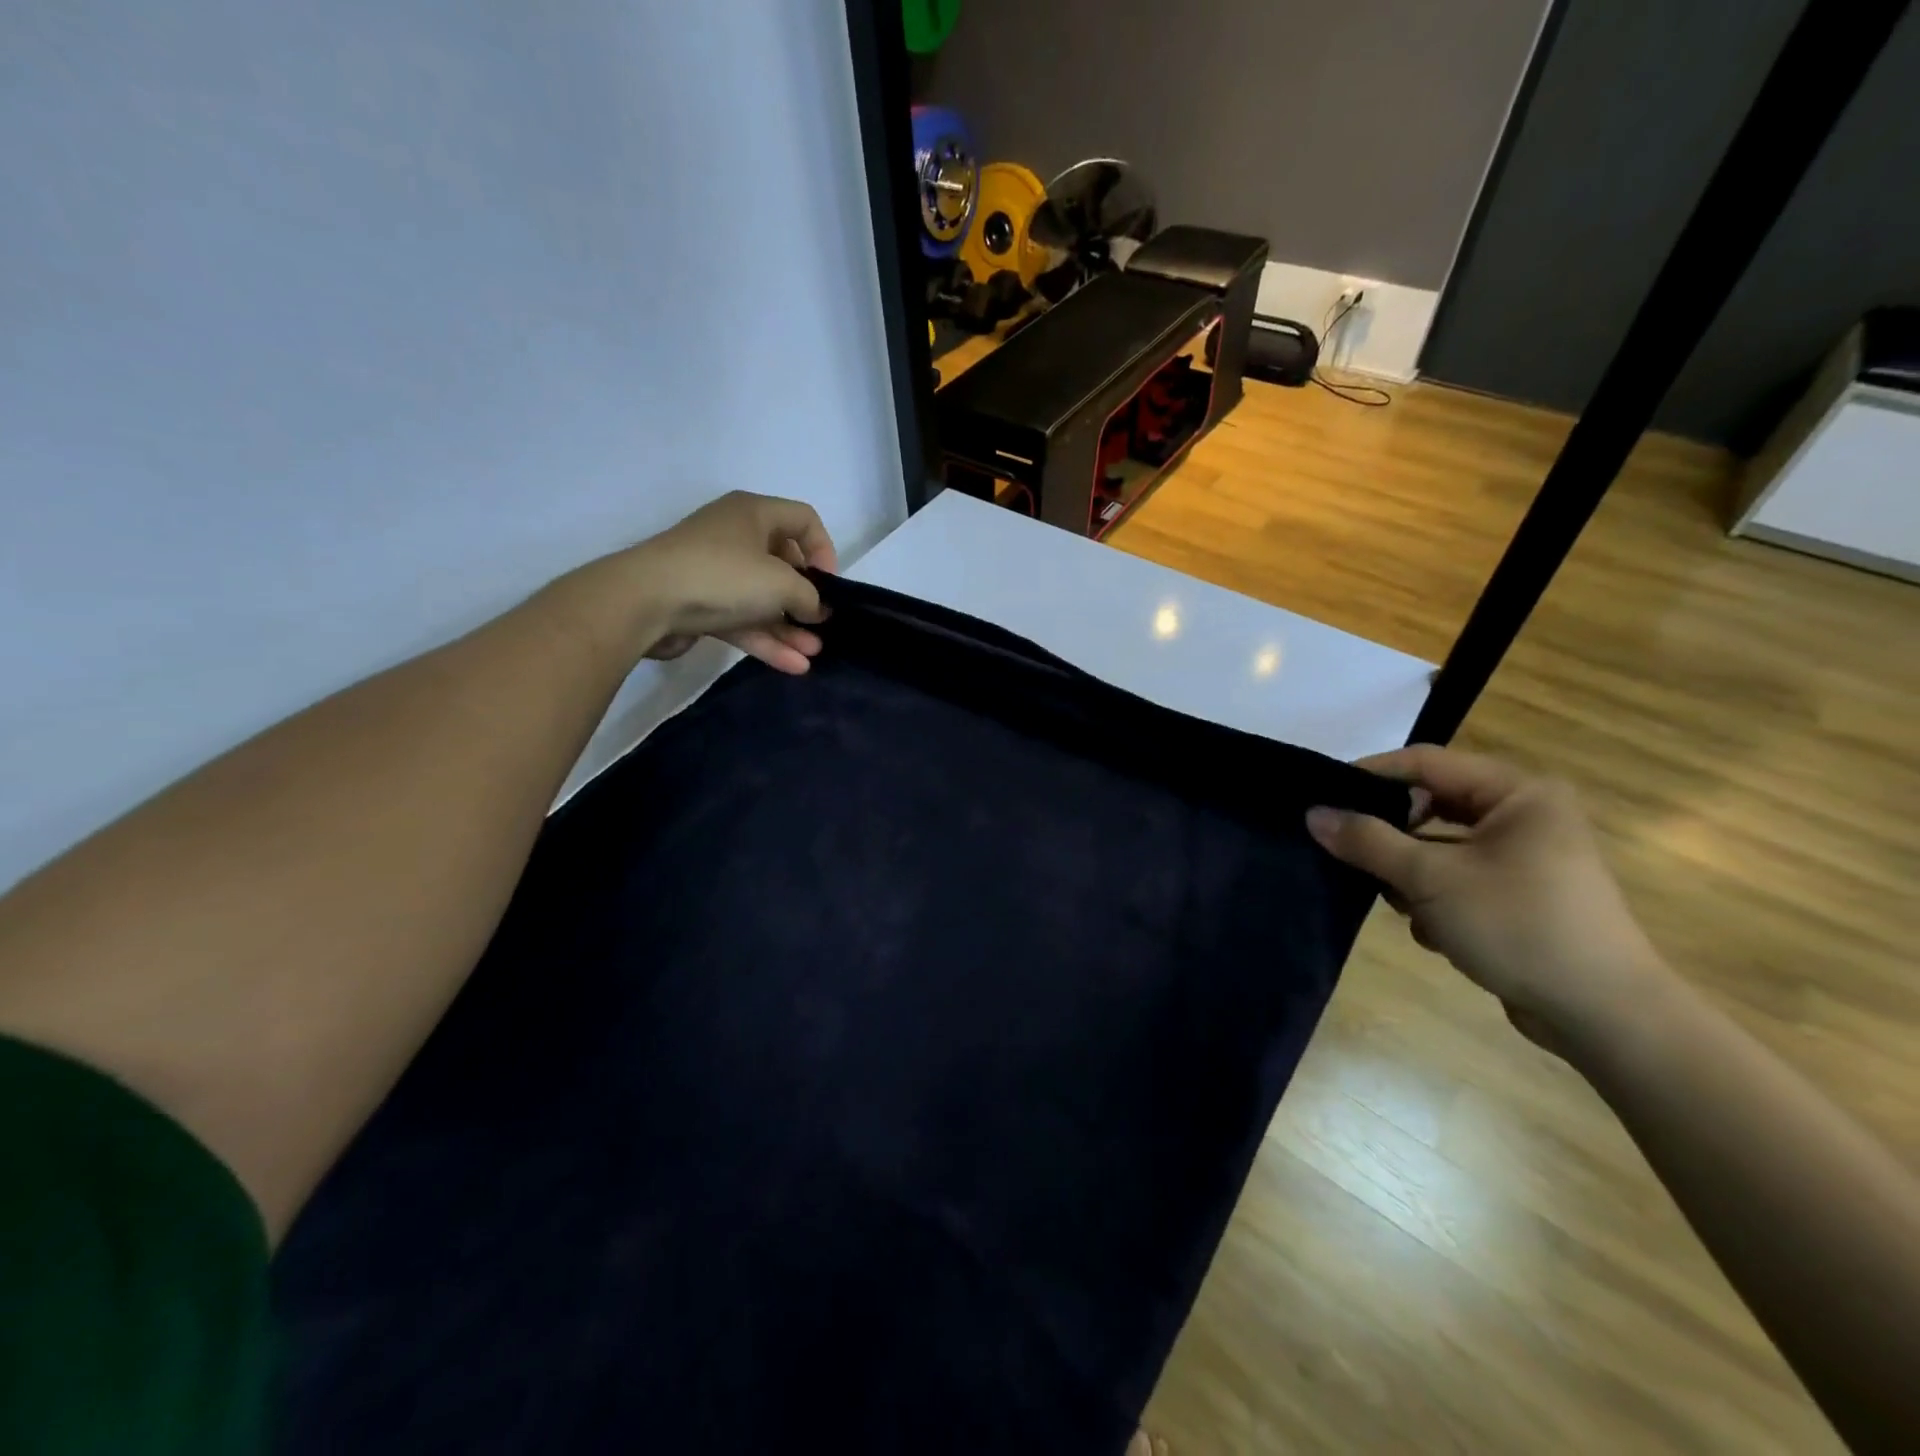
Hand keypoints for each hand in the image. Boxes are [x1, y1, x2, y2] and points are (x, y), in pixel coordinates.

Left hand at [623, 491, 838, 674]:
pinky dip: (766, 640)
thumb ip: (810, 596)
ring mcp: (716, 572)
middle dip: (806, 599)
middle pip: (784, 564)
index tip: (830, 585)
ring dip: (789, 628)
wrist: (645, 602)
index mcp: (753, 513)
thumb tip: (817, 608)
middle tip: (822, 625)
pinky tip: (792, 665)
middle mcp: (735, 536)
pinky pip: (743, 620)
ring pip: (763, 599)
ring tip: (812, 654)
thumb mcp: (782, 583)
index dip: (824, 550)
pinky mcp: (702, 604)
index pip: (803, 520)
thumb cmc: (723, 576)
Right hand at [1306, 746, 1666, 1052]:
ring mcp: (1524, 858)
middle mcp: (1524, 815)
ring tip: (1398, 904)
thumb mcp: (1431, 879)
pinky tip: (1434, 932)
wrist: (1604, 1016)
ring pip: (1438, 847)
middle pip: (1430, 806)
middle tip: (1347, 853)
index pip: (1425, 763)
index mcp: (1518, 793)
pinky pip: (1456, 878)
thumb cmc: (1519, 926)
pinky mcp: (1518, 895)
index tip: (1321, 796)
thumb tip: (1313, 814)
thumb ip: (1368, 841)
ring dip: (1410, 875)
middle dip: (1390, 836)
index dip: (1370, 775)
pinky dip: (1435, 899)